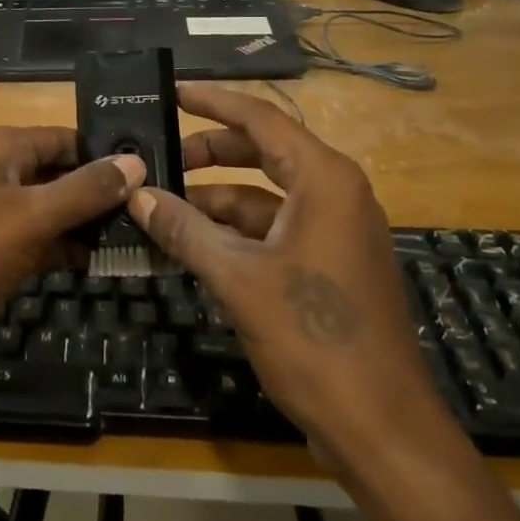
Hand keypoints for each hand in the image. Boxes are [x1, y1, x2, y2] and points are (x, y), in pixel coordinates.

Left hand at [0, 127, 145, 381]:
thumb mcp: (30, 216)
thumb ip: (85, 190)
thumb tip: (137, 161)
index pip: (66, 138)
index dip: (107, 155)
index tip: (155, 173)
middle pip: (58, 174)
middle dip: (101, 195)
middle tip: (156, 213)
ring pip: (48, 212)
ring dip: (86, 226)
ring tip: (141, 240)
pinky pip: (33, 244)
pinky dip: (62, 252)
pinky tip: (99, 266)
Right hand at [127, 83, 448, 446]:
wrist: (381, 429)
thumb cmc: (314, 339)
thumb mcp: (238, 279)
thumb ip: (184, 229)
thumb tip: (137, 194)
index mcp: (324, 180)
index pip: (260, 119)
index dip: (213, 102)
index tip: (171, 91)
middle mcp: (335, 194)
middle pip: (261, 153)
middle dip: (208, 153)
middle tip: (157, 156)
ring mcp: (334, 231)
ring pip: (263, 196)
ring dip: (214, 200)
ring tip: (160, 206)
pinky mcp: (328, 265)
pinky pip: (272, 230)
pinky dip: (232, 233)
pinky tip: (191, 245)